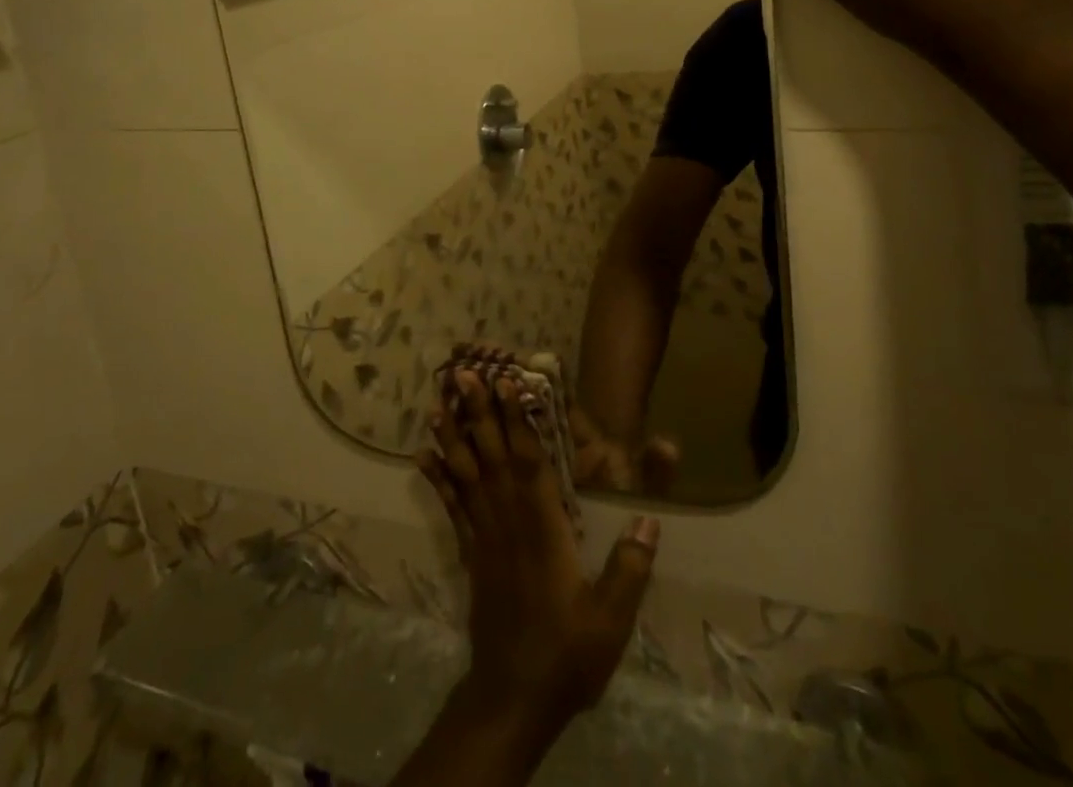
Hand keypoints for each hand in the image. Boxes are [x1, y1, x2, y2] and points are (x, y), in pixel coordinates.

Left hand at [419, 370, 660, 734]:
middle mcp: (508, 521)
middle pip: (491, 456)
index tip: (506, 382)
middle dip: (478, 412)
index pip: (528, 462)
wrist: (513, 699)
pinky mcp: (471, 554)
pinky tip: (422, 455)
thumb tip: (650, 519)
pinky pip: (451, 506)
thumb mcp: (610, 619)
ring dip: (453, 436)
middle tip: (463, 373)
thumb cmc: (566, 654)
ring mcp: (484, 537)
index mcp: (542, 528)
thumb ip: (630, 568)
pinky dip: (437, 478)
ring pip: (466, 475)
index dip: (517, 420)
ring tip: (437, 402)